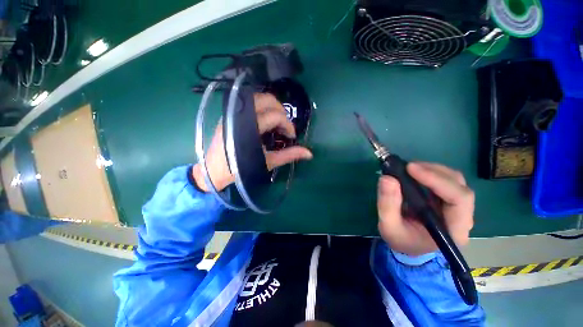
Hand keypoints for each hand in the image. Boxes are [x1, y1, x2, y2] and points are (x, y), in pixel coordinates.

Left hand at [193, 93, 312, 191]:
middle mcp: (241, 115)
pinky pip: (248, 103)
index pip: (276, 116)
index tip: (291, 136)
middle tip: (285, 126)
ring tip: (276, 122)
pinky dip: (261, 107)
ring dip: (271, 107)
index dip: (288, 125)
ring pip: (257, 98)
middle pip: (267, 100)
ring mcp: (233, 113)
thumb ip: (289, 155)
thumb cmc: (242, 168)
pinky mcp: (229, 114)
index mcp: (250, 127)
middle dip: (281, 111)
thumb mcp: (268, 162)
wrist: (215, 171)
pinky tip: (264, 120)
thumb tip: (309, 154)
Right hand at [377, 162, 473, 255]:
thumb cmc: (401, 240)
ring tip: (410, 168)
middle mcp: (462, 217)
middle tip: (408, 166)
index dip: (437, 180)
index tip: (411, 169)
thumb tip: (387, 178)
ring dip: (433, 170)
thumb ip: (387, 204)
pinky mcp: (447, 200)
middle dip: (434, 172)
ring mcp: (457, 208)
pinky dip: (431, 172)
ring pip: (455, 181)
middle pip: (459, 186)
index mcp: (454, 230)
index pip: (459, 199)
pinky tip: (415, 173)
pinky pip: (446, 181)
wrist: (408, 246)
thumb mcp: (388, 226)